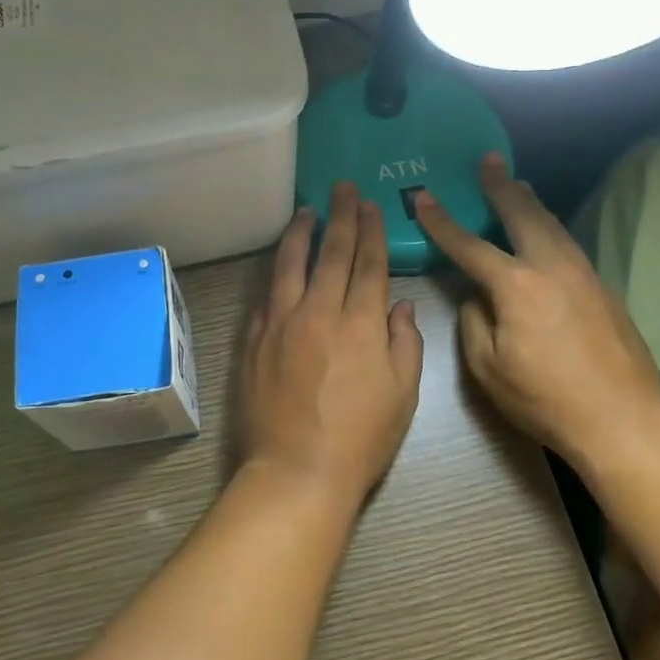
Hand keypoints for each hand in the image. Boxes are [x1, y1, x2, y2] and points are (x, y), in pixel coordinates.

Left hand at [238, 183, 424, 507]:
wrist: (296, 472)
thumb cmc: (360, 439)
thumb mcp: (403, 395)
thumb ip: (404, 342)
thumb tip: (398, 305)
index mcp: (361, 324)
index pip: (369, 263)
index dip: (371, 230)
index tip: (370, 204)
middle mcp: (319, 311)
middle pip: (332, 253)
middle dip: (341, 216)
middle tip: (342, 188)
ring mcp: (281, 322)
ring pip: (290, 263)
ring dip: (301, 232)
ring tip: (306, 210)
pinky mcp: (254, 338)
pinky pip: (267, 294)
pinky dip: (276, 272)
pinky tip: (280, 262)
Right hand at [413, 154, 659, 472]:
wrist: (624, 419)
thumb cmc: (546, 398)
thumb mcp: (488, 368)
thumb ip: (473, 323)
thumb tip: (476, 297)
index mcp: (515, 286)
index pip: (468, 245)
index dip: (441, 220)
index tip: (423, 196)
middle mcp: (551, 267)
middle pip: (522, 214)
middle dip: (500, 185)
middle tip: (489, 160)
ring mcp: (583, 274)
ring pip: (552, 224)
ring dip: (530, 201)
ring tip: (518, 184)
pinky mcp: (603, 288)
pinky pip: (568, 244)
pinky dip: (549, 227)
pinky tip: (546, 232)